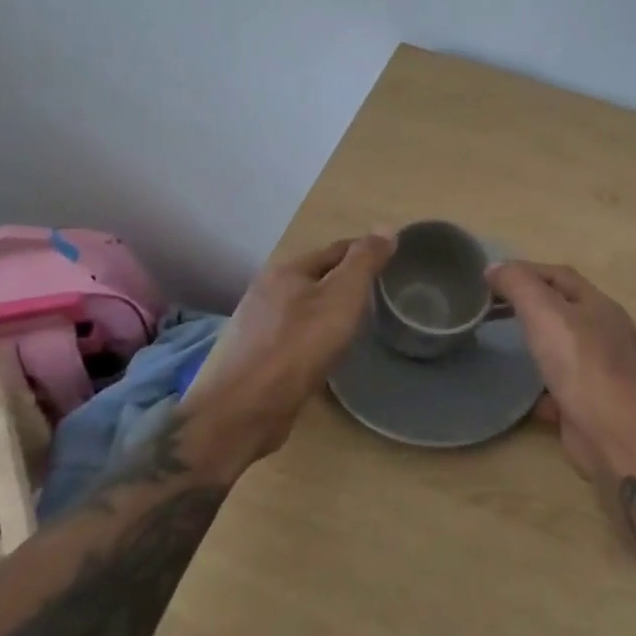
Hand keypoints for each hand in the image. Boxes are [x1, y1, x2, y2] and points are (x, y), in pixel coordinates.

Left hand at [184, 232, 394, 463]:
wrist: (245, 408)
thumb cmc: (300, 344)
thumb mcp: (342, 295)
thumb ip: (364, 261)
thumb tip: (386, 227)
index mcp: (286, 270)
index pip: (334, 250)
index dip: (363, 252)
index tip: (390, 260)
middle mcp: (266, 292)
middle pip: (315, 278)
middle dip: (343, 282)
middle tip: (377, 294)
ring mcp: (256, 327)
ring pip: (302, 309)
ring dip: (326, 311)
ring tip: (354, 324)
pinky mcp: (254, 359)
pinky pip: (292, 338)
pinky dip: (312, 337)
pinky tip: (324, 353)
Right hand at [488, 261, 635, 478]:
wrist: (611, 432)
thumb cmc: (578, 362)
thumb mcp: (543, 310)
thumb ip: (518, 283)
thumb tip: (494, 268)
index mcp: (600, 305)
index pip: (559, 275)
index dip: (525, 271)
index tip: (492, 278)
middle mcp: (607, 334)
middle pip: (564, 309)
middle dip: (530, 306)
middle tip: (494, 309)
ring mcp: (604, 371)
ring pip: (565, 348)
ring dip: (539, 344)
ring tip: (509, 345)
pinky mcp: (595, 405)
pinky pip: (565, 387)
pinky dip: (545, 386)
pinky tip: (526, 394)